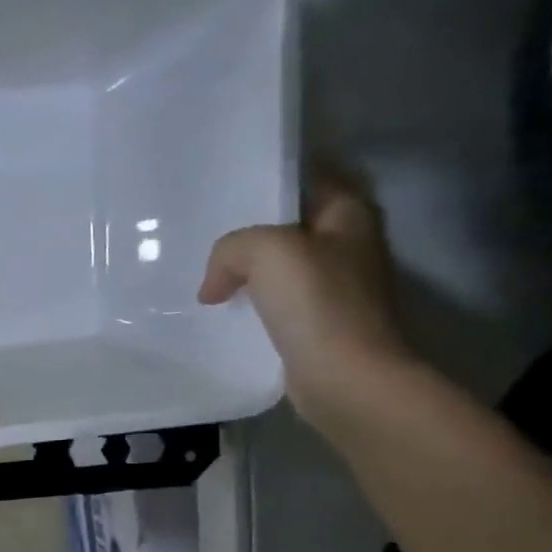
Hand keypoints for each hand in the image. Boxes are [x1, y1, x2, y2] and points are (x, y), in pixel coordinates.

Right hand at [198, 170, 413, 431]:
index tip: (227, 181)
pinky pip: (272, 299)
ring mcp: (334, 285)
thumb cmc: (316, 302)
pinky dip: (247, 300)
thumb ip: (231, 247)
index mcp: (349, 213)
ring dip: (245, 267)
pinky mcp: (316, 321)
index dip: (270, 175)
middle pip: (288, 222)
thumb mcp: (265, 250)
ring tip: (202, 267)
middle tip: (203, 226)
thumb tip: (213, 285)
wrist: (343, 376)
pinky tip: (218, 305)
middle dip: (249, 225)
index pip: (309, 175)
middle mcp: (347, 244)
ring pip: (277, 263)